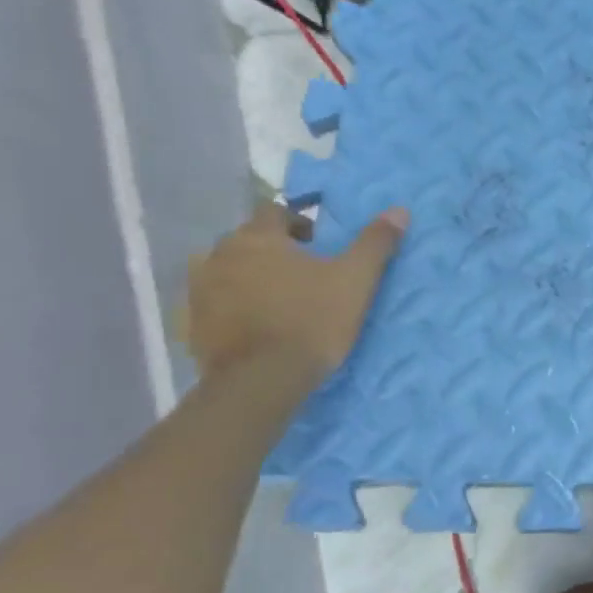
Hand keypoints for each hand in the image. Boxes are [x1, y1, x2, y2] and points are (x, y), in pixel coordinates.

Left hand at [184, 202, 408, 382]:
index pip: (274, 211)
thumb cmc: (312, 320)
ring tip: (277, 300)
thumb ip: (375, 242)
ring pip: (227, 271)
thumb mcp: (355, 280)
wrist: (262, 382)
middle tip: (303, 274)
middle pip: (248, 241)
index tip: (318, 244)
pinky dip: (232, 307)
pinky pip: (214, 304)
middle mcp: (219, 255)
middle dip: (273, 251)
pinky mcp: (192, 325)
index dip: (298, 223)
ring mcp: (199, 291)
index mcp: (257, 238)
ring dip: (248, 277)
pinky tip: (256, 326)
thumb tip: (399, 210)